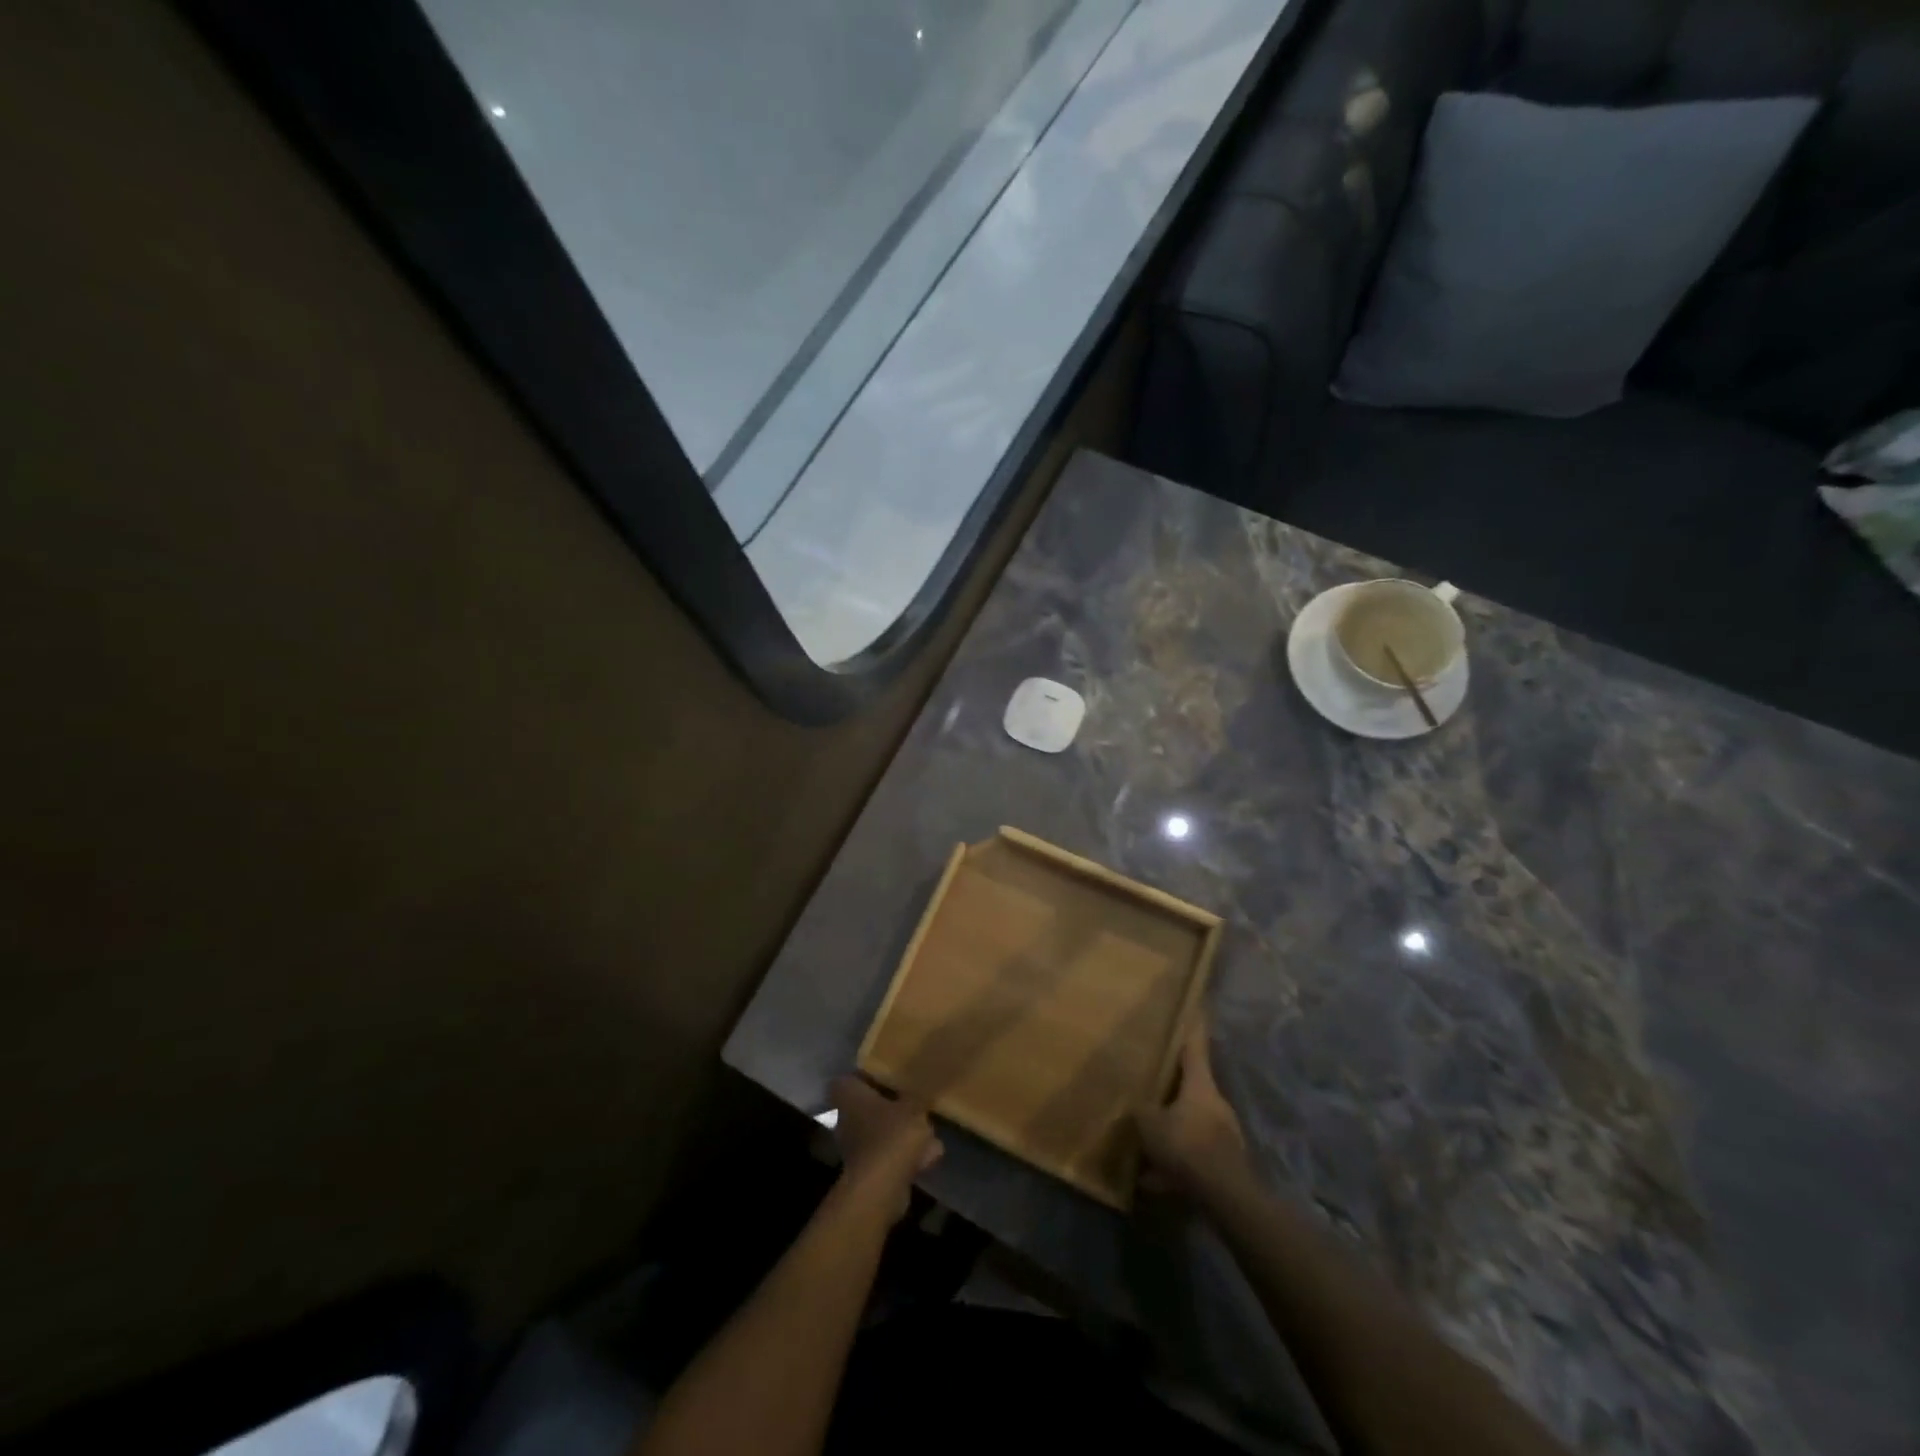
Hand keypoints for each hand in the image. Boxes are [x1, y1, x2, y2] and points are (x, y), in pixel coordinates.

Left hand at [829, 1075, 941, 1220]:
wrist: (881, 1188)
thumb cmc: (892, 1134)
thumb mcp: (914, 1105)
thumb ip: (919, 1093)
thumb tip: (926, 1079)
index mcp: (848, 1094)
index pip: (852, 1077)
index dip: (870, 1075)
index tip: (892, 1075)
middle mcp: (845, 1117)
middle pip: (868, 1105)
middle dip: (891, 1105)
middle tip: (915, 1101)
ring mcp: (854, 1145)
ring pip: (880, 1130)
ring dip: (902, 1132)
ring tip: (930, 1131)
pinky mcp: (866, 1169)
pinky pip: (888, 1153)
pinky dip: (906, 1155)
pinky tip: (930, 1155)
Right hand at [1135, 1016, 1248, 1202]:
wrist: (1224, 1196)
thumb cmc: (1186, 1145)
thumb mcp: (1150, 1123)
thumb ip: (1141, 1110)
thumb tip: (1137, 1105)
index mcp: (1200, 1085)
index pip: (1195, 1046)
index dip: (1192, 1027)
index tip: (1196, 1008)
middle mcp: (1216, 1104)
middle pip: (1192, 1088)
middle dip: (1173, 1090)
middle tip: (1153, 1087)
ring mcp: (1224, 1135)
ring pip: (1191, 1124)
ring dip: (1172, 1131)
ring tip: (1146, 1145)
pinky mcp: (1224, 1163)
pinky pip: (1193, 1155)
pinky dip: (1175, 1163)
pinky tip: (1154, 1180)